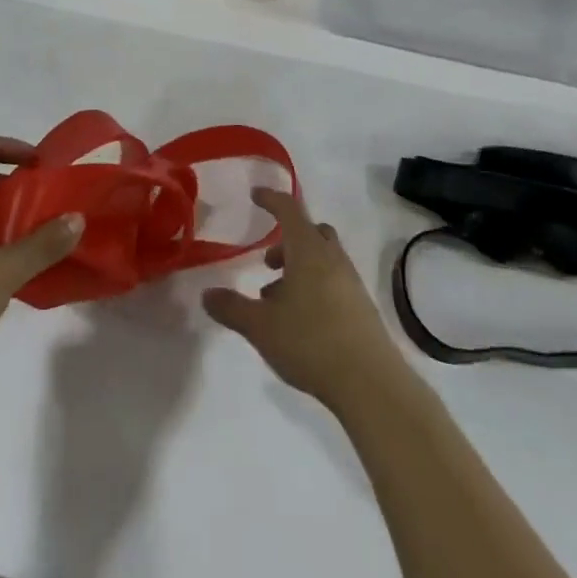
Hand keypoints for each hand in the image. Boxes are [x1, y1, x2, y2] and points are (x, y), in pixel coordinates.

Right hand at [202, 188, 404, 413]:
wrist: (370, 382)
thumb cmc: (310, 342)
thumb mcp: (261, 326)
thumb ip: (232, 308)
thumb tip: (207, 294)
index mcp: (308, 251)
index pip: (289, 210)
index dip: (271, 199)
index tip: (256, 195)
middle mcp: (333, 258)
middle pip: (312, 232)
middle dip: (287, 240)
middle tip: (268, 263)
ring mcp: (351, 282)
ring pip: (323, 259)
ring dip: (299, 268)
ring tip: (276, 301)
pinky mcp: (361, 307)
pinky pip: (333, 281)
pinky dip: (314, 287)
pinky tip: (300, 321)